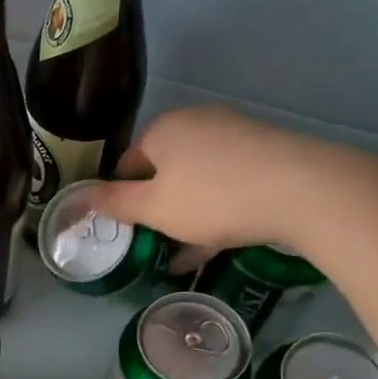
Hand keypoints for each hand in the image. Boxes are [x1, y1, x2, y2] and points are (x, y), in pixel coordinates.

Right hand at [86, 105, 339, 254]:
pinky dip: (214, 212)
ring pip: (195, 181)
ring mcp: (233, 135)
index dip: (120, 199)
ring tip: (183, 255)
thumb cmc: (212, 197)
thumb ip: (114, 203)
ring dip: (185, 217)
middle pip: (162, 171)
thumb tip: (77, 197)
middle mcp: (195, 123)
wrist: (300, 189)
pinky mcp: (262, 152)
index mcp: (162, 130)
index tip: (126, 231)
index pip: (126, 164)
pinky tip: (213, 245)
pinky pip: (225, 184)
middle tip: (155, 245)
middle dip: (156, 209)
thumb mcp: (154, 208)